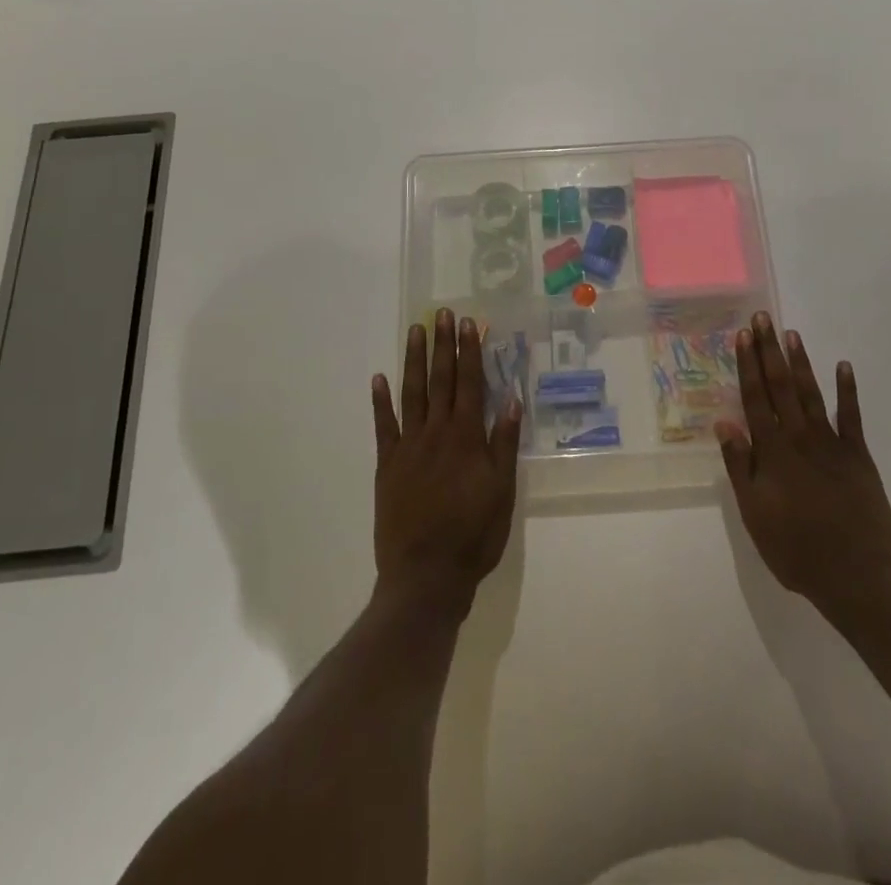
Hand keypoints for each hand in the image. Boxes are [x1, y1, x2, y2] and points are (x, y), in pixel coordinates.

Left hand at [371, 310, 521, 613]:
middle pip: (440, 380)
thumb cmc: (473, 535)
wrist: (425, 576)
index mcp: (467, 437)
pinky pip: (383, 426)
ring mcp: (408, 447)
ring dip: (413, 360)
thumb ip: (504, 443)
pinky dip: (381, 401)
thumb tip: (511, 399)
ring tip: (415, 331)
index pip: (470, 383)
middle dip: (442, 345)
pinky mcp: (387, 465)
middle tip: (441, 313)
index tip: (468, 323)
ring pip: (412, 393)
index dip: (470, 352)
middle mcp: (437, 432)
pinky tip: (379, 379)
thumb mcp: (502, 491)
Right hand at [716, 313, 890, 623]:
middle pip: (780, 386)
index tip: (742, 336)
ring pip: (811, 393)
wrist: (856, 574)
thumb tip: (723, 421)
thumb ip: (740, 465)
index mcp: (772, 451)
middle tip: (763, 318)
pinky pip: (851, 416)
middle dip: (769, 350)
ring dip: (800, 362)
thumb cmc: (795, 548)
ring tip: (791, 334)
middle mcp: (799, 437)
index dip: (747, 365)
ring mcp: (831, 443)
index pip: (755, 398)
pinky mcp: (858, 455)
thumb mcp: (754, 513)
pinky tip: (843, 366)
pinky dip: (847, 390)